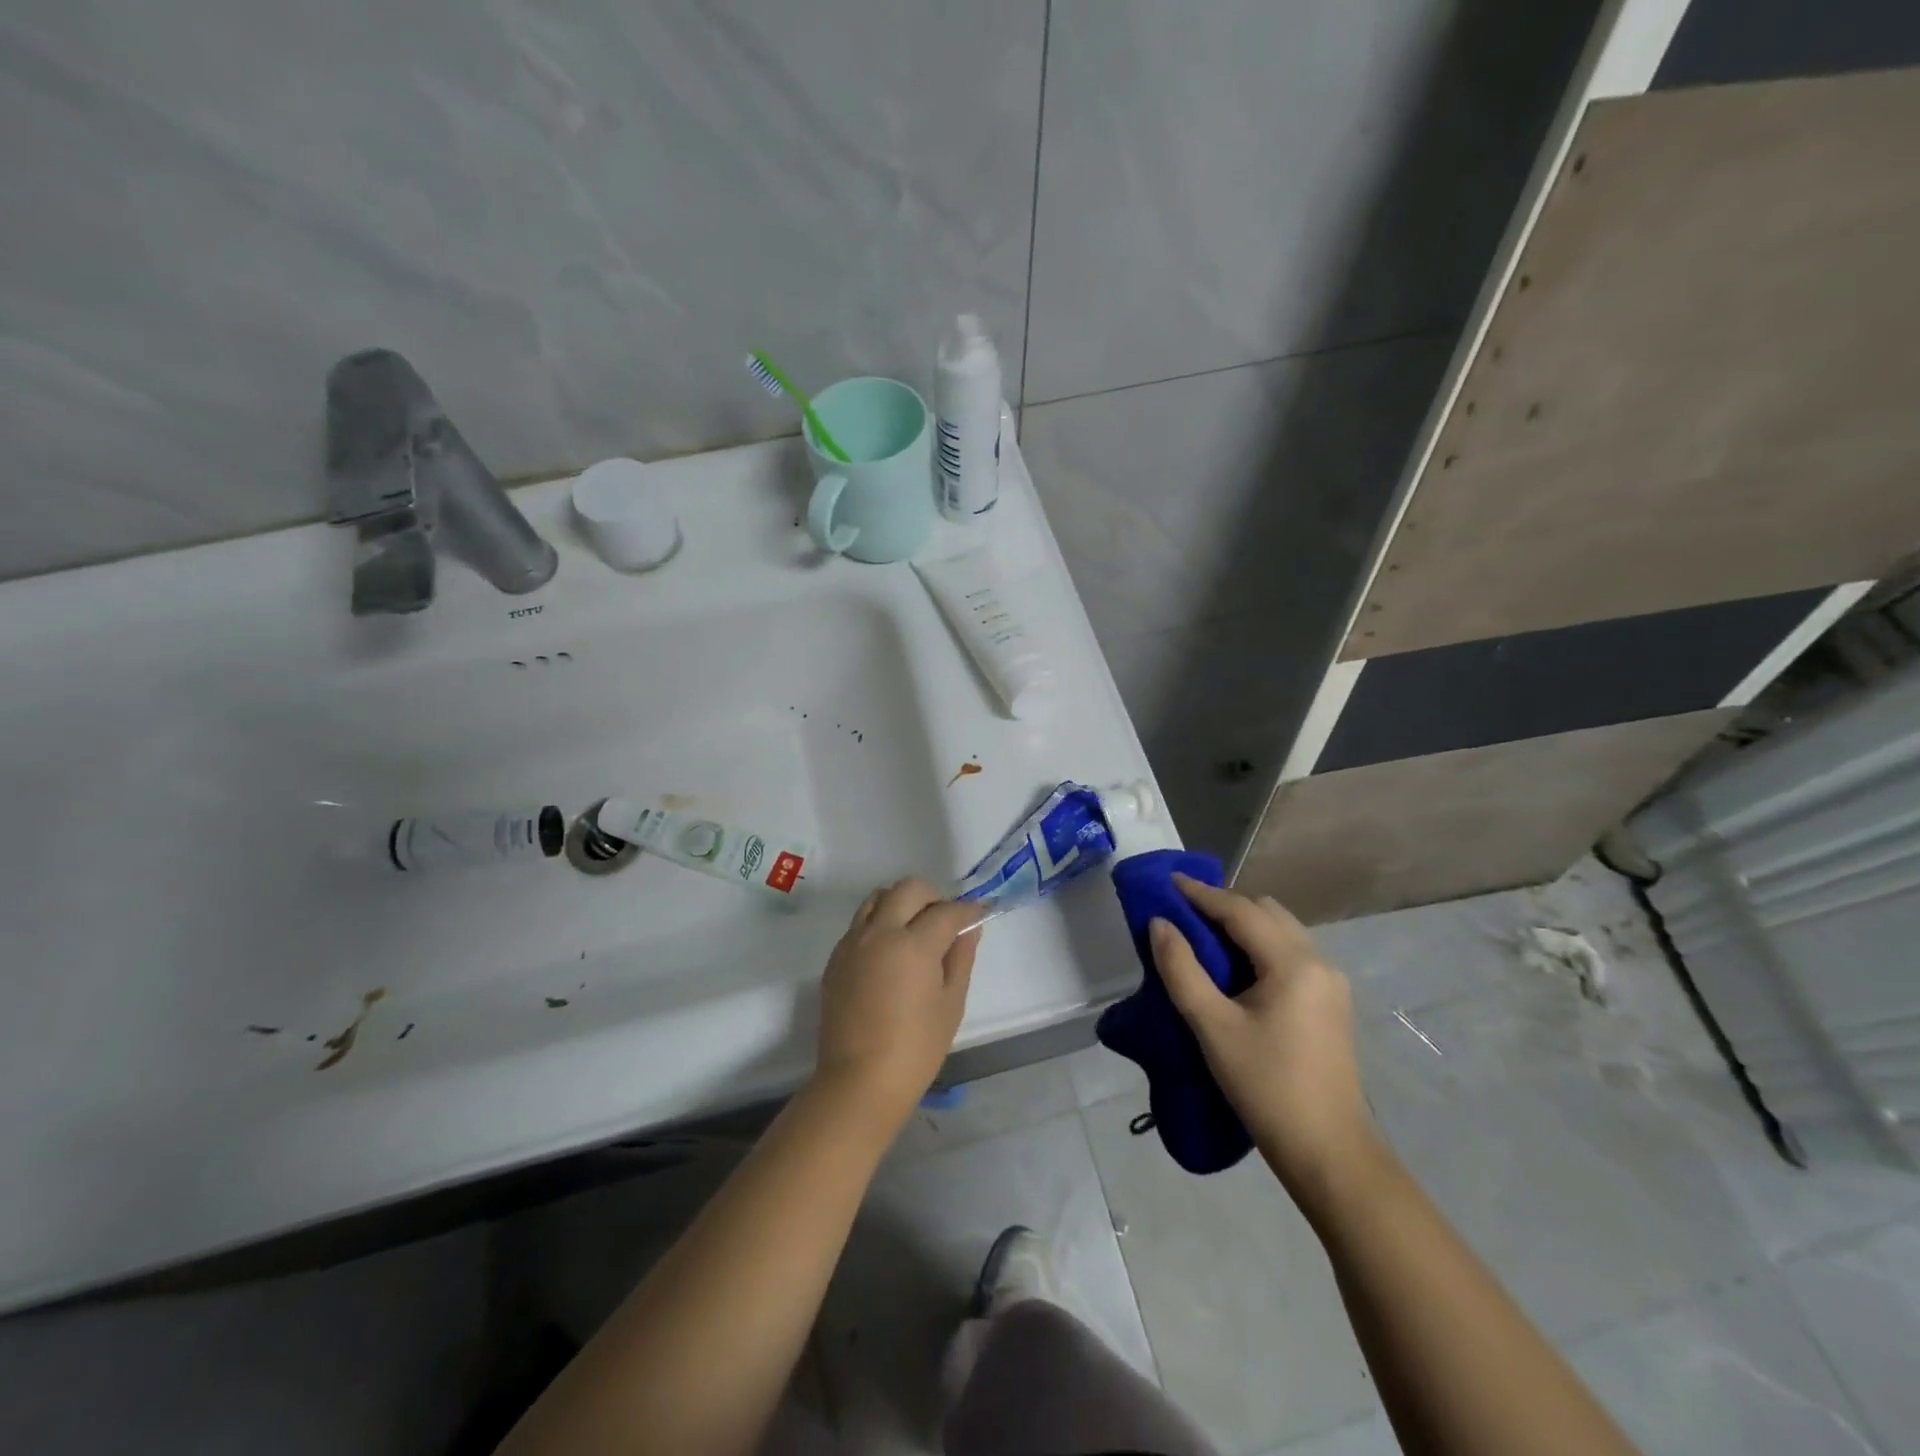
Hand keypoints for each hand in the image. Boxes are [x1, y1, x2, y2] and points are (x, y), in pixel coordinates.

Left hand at [812, 878, 982, 1134]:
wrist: (858, 1081)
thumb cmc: (916, 1049)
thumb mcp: (950, 1004)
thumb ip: (960, 958)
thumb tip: (968, 928)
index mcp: (912, 944)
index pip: (946, 911)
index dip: (967, 910)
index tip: (978, 914)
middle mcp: (879, 932)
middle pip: (908, 889)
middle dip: (933, 897)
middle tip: (946, 921)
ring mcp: (852, 942)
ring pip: (877, 898)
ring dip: (901, 903)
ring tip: (915, 930)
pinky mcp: (836, 957)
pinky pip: (860, 922)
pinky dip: (879, 922)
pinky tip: (890, 952)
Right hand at [1149, 875, 1379, 1204]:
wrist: (1329, 1153)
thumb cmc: (1266, 1086)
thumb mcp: (1213, 1027)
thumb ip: (1181, 969)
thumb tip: (1160, 924)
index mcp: (1293, 963)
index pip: (1241, 911)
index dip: (1201, 894)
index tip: (1168, 882)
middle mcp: (1319, 962)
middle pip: (1267, 912)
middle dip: (1225, 906)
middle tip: (1184, 914)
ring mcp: (1330, 984)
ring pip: (1282, 931)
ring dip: (1244, 926)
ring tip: (1205, 939)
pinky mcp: (1331, 1004)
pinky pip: (1291, 954)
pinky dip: (1260, 947)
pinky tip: (1237, 970)